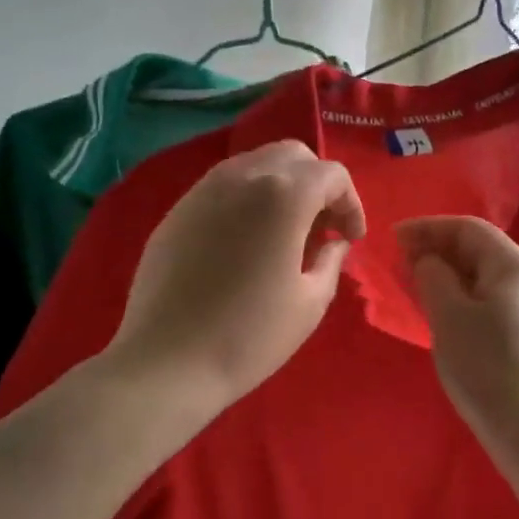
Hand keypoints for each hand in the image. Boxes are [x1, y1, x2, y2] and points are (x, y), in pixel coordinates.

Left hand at [108, 141, 364, 418]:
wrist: (167, 363)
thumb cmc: (250, 336)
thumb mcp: (311, 302)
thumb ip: (331, 259)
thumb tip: (332, 241)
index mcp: (283, 195)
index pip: (332, 175)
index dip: (351, 204)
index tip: (350, 239)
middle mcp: (242, 177)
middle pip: (293, 155)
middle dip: (317, 184)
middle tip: (321, 227)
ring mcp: (203, 190)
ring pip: (255, 163)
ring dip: (281, 186)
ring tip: (285, 233)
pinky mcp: (177, 210)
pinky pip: (223, 186)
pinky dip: (247, 198)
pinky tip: (246, 242)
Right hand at [396, 216, 518, 458]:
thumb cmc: (486, 366)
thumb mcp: (449, 316)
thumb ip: (433, 276)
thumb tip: (428, 260)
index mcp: (514, 264)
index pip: (467, 228)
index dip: (428, 228)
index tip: (393, 238)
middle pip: (481, 249)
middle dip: (439, 250)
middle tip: (402, 263)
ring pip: (488, 276)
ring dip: (452, 274)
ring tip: (418, 286)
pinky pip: (496, 300)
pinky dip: (467, 296)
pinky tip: (448, 314)